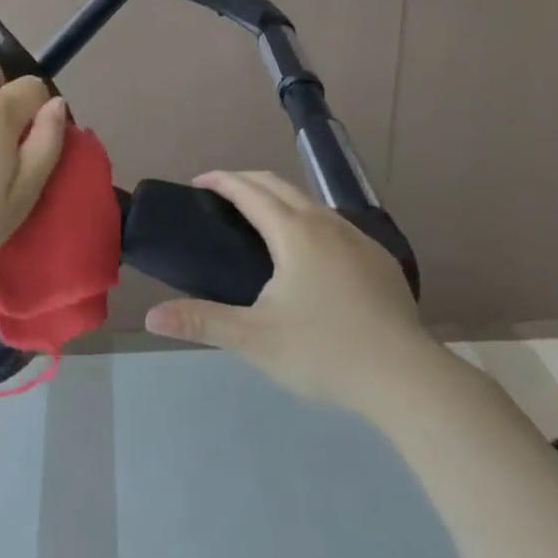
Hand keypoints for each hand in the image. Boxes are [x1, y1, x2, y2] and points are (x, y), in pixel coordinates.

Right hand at [144, 170, 435, 416]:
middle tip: (221, 196)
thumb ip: (202, 322)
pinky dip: (307, 220)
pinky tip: (309, 254)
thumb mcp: (255, 339)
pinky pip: (333, 224)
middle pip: (278, 185)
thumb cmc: (324, 351)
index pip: (248, 190)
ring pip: (309, 202)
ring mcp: (357, 237)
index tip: (198, 182)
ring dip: (279, 198)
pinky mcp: (379, 258)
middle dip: (246, 181)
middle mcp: (325, 222)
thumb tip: (151, 315)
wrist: (405, 376)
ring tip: (260, 221)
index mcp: (293, 232)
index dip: (221, 180)